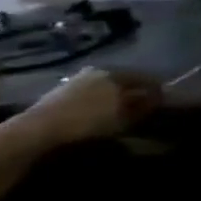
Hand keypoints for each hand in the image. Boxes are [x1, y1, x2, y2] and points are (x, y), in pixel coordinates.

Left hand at [17, 68, 162, 150]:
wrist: (36, 129)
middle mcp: (97, 71)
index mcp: (115, 73)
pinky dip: (98, 100)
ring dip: (115, 96)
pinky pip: (88, 93)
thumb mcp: (122, 117)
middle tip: (144, 103)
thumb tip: (157, 100)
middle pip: (123, 80)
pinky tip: (99, 111)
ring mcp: (76, 80)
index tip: (164, 100)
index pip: (145, 77)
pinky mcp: (60, 91)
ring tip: (121, 109)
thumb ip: (143, 107)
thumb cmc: (87, 120)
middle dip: (135, 90)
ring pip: (105, 86)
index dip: (157, 88)